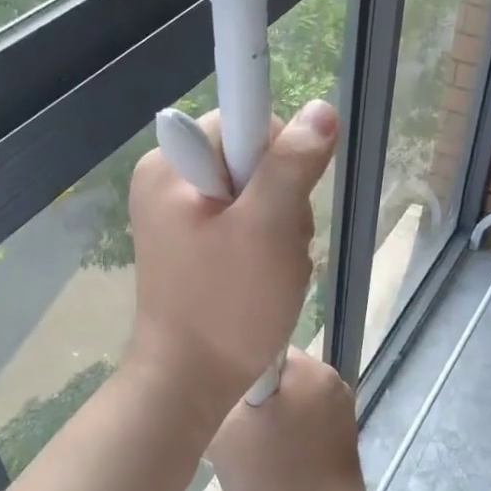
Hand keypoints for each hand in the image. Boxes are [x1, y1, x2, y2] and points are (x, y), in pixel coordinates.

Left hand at [126, 100, 338, 421]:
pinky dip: (266, 250)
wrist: (191, 382)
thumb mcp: (269, 228)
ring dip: (280, 232)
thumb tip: (321, 109)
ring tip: (271, 273)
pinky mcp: (194, 248)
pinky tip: (264, 281)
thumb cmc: (227, 305)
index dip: (278, 157)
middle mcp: (168, 183)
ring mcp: (180, 219)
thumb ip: (293, 163)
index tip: (282, 206)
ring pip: (257, 198)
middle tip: (277, 250)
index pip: (243, 123)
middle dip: (282, 204)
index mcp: (171, 166)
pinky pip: (246, 228)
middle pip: (252, 162)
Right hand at [208, 349, 374, 490]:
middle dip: (250, 401)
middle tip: (229, 433)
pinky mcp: (342, 439)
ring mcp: (341, 411)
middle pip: (275, 378)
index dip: (233, 374)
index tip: (218, 401)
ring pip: (287, 403)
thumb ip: (218, 396)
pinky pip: (302, 425)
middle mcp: (332, 382)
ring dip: (266, 422)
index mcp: (309, 370)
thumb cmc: (272, 477)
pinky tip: (270, 465)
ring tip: (248, 453)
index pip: (259, 350)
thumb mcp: (225, 432)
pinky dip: (284, 438)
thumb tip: (216, 386)